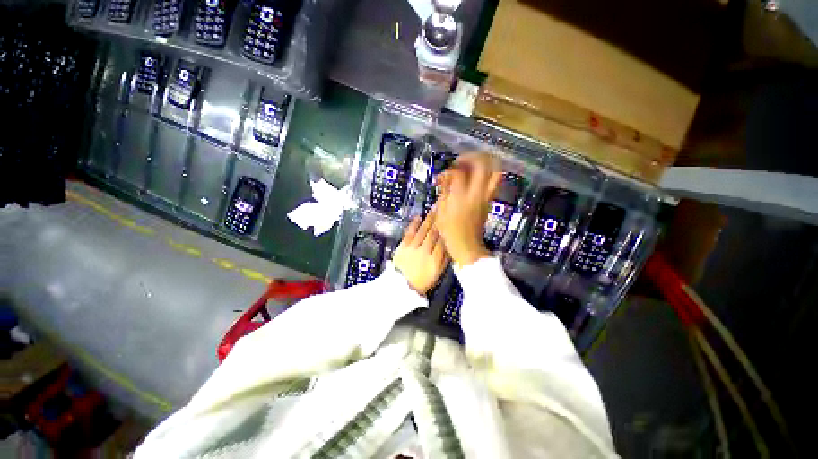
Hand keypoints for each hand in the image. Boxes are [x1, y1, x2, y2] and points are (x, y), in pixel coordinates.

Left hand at [392, 210, 447, 294]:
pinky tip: (418, 216)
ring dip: (429, 219)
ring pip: (423, 231)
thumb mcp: (438, 273)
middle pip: (434, 233)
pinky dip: (414, 224)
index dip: (447, 229)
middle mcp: (425, 251)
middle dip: (439, 220)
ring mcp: (413, 248)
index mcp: (436, 260)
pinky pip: (409, 233)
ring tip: (433, 209)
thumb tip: (450, 244)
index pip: (443, 241)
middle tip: (443, 208)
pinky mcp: (403, 246)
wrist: (402, 286)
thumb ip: (445, 259)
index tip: (450, 218)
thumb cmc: (423, 281)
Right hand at [434, 153, 502, 268]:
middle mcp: (477, 193)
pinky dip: (488, 173)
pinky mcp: (490, 200)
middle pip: (482, 164)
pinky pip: (495, 181)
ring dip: (484, 163)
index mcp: (461, 197)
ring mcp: (486, 196)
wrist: (467, 245)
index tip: (443, 176)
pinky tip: (476, 176)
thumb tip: (445, 177)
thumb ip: (444, 191)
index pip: (458, 172)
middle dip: (470, 157)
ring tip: (472, 164)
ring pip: (495, 170)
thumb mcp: (441, 211)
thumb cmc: (450, 231)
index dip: (449, 169)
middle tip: (461, 162)